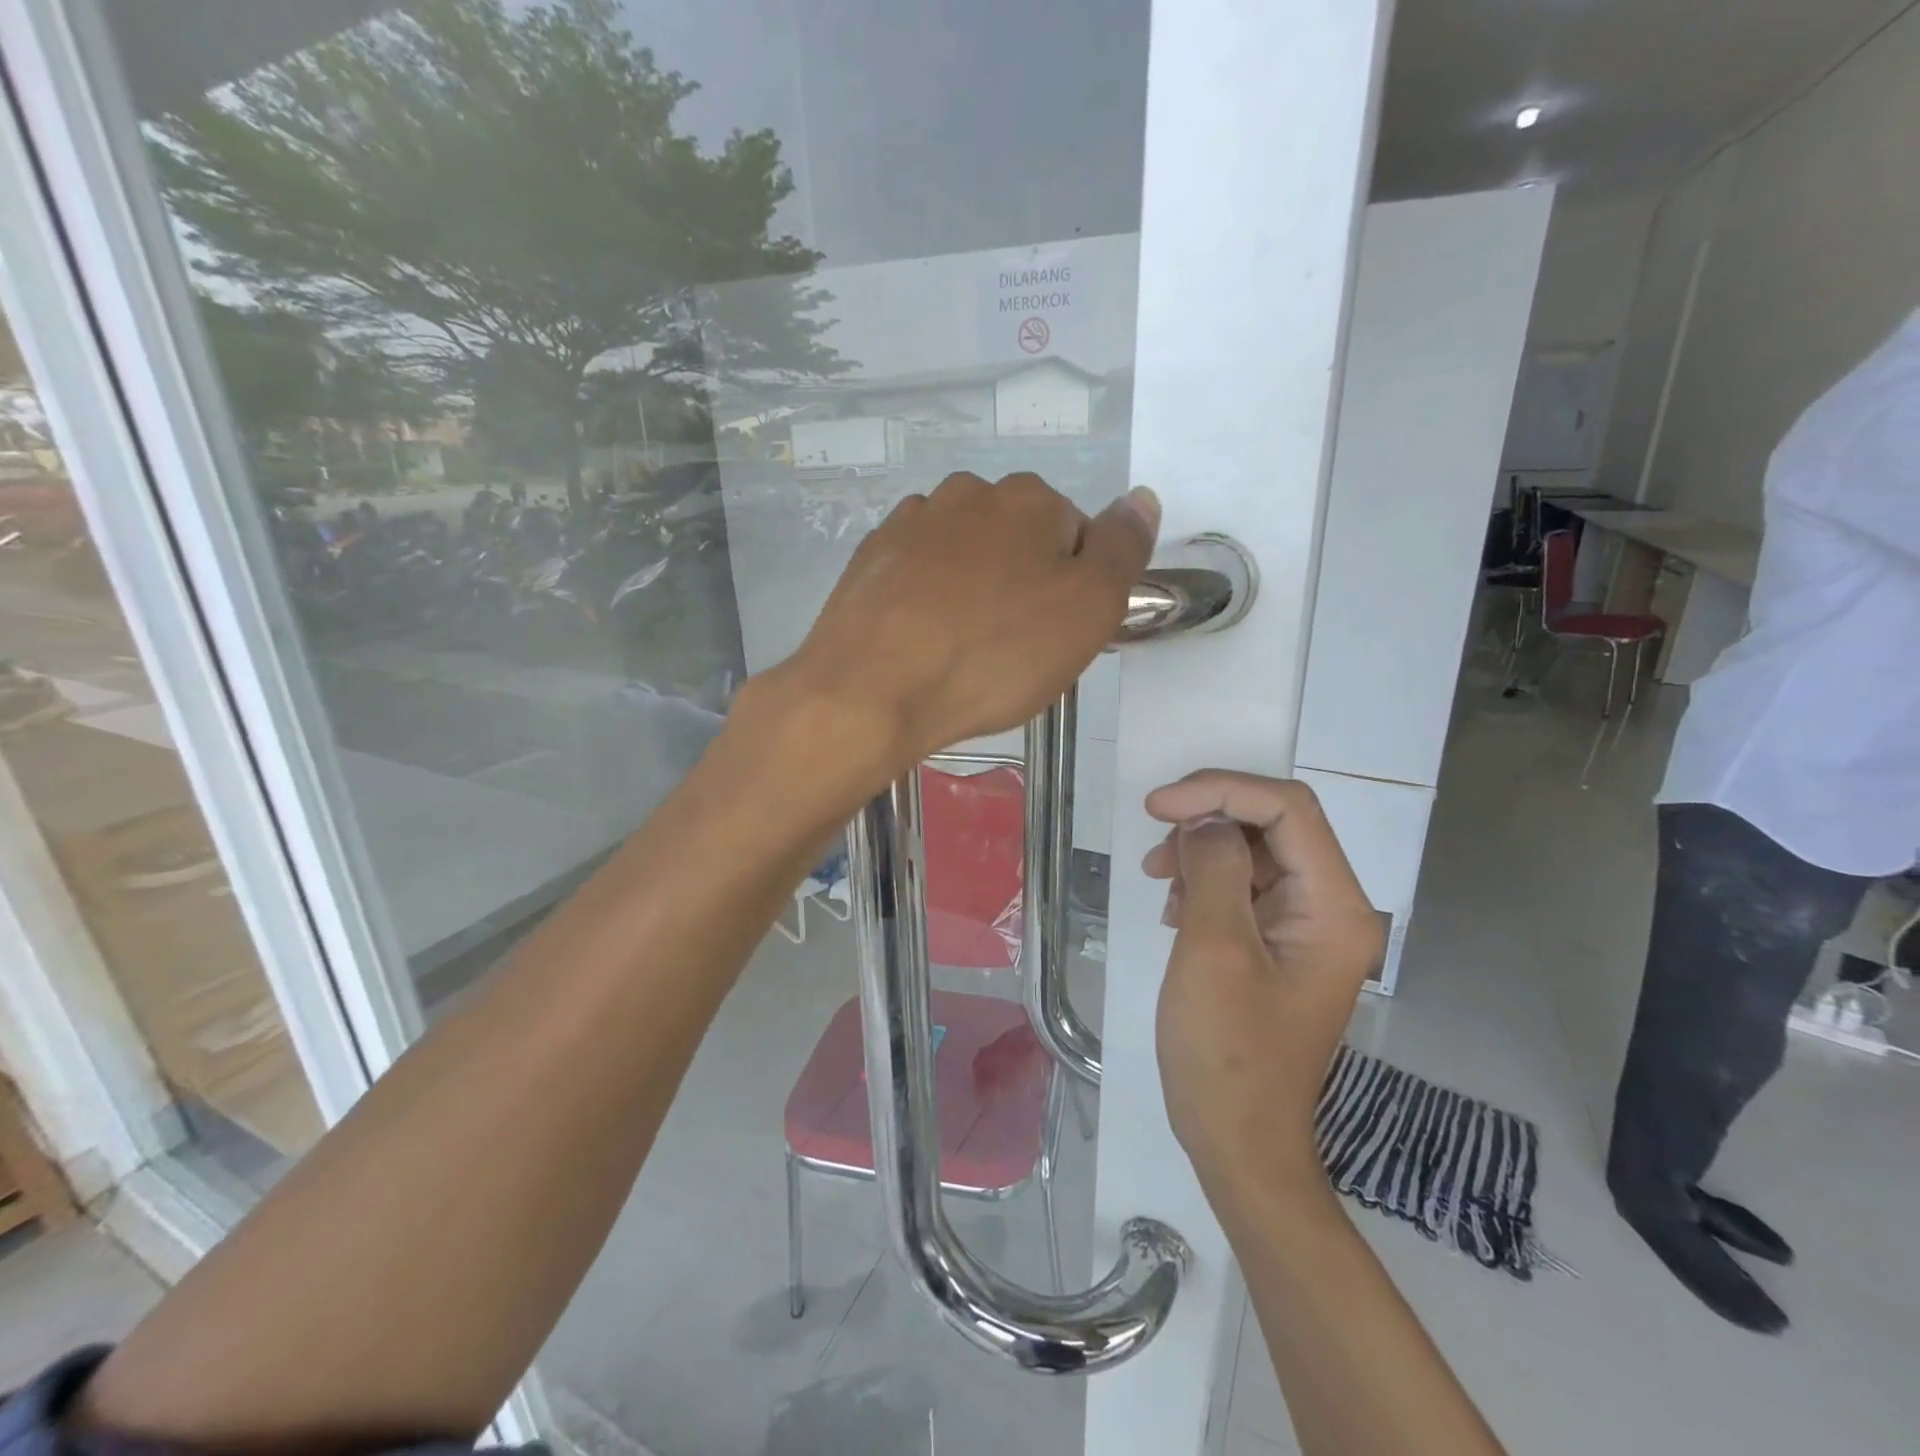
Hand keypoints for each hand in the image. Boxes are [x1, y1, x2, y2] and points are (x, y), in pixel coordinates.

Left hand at [782, 472, 1157, 774]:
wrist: (871, 688)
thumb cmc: (992, 654)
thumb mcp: (1088, 609)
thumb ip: (1123, 549)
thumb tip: (1142, 498)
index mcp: (1028, 498)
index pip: (1077, 537)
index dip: (1074, 591)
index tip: (1055, 637)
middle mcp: (967, 493)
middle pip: (1018, 542)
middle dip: (1023, 586)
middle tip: (1011, 650)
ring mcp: (911, 522)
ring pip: (966, 557)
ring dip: (974, 591)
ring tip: (962, 650)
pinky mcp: (870, 558)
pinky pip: (919, 575)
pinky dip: (928, 600)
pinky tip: (922, 640)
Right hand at [1142, 772, 1384, 1195]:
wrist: (1237, 1139)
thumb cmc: (1226, 1051)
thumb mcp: (1214, 950)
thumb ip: (1214, 869)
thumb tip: (1203, 821)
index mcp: (1333, 907)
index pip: (1288, 809)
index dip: (1221, 790)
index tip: (1157, 805)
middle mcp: (1332, 907)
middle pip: (1274, 824)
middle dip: (1209, 819)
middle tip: (1157, 847)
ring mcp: (1307, 927)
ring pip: (1254, 851)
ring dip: (1202, 851)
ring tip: (1160, 882)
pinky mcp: (1280, 944)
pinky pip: (1245, 886)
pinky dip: (1205, 882)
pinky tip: (1176, 910)